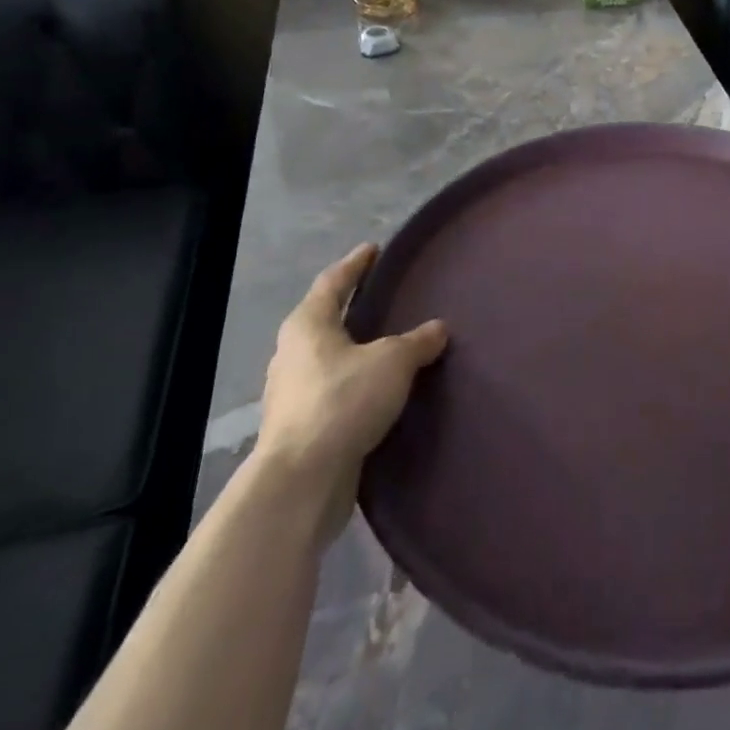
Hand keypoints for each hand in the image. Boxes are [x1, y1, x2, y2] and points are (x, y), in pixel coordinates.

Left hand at [254, 244, 447, 538]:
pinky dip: (355, 383)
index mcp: (308, 324)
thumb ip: (417, 341)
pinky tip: (378, 391)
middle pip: (325, 319)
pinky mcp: (301, 426)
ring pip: (328, 358)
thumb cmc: (343, 401)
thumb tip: (437, 328)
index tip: (373, 249)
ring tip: (387, 345)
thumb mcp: (393, 362)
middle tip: (383, 296)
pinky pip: (333, 391)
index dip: (356, 264)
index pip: (333, 281)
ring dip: (354, 349)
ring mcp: (292, 392)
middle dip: (352, 307)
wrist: (302, 480)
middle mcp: (292, 353)